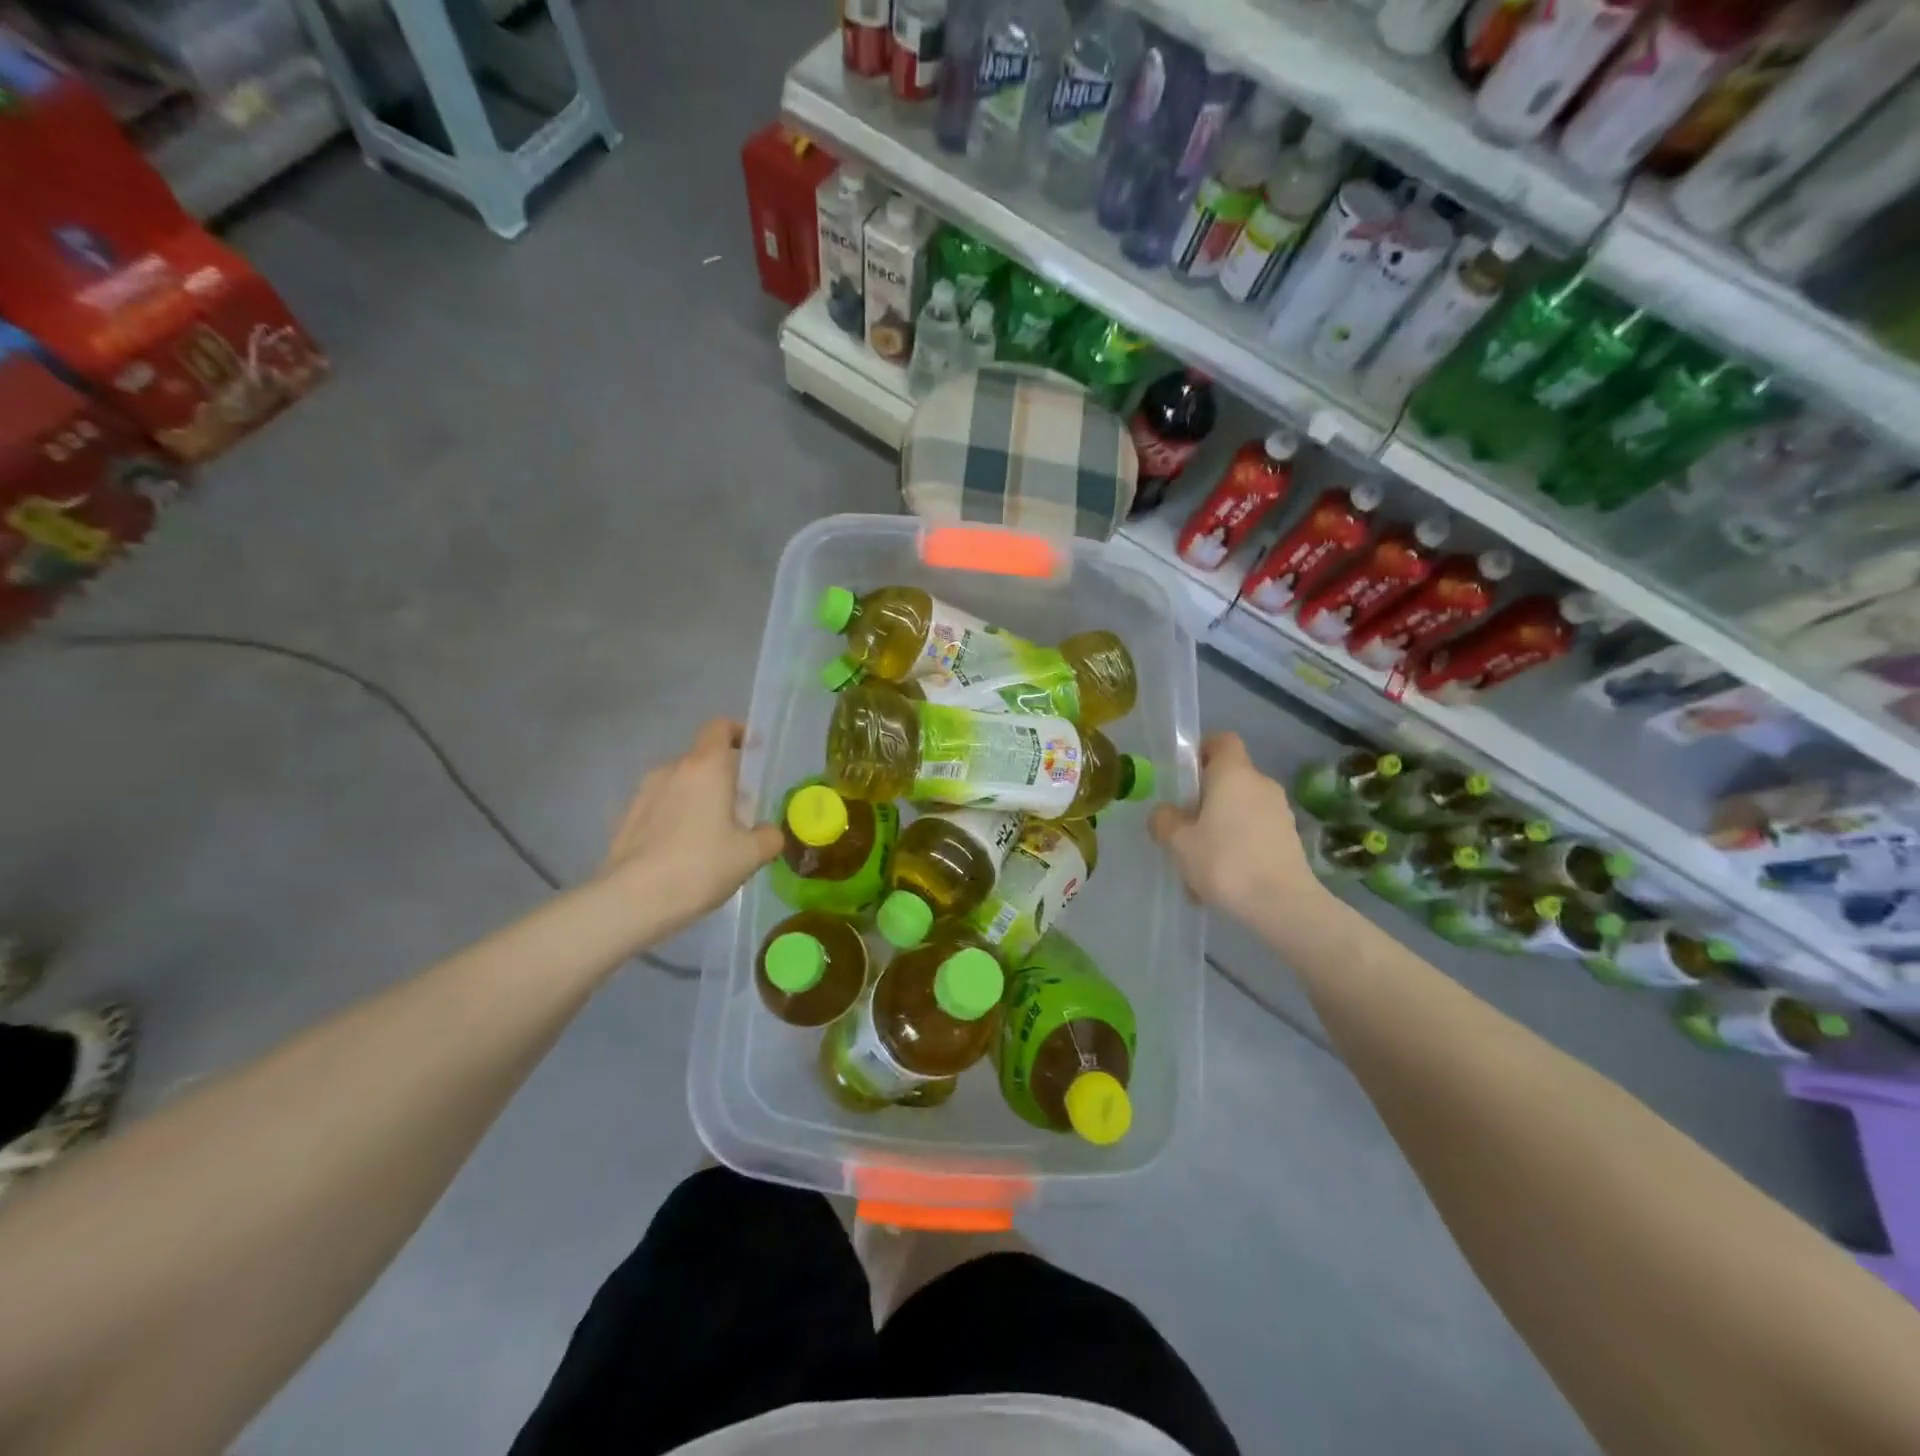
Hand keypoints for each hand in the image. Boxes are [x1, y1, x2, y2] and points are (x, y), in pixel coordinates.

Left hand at [601, 719, 781, 937]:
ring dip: (697, 799)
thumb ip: (769, 836)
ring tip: (710, 836)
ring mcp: (644, 792)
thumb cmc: (700, 866)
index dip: (738, 733)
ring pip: (680, 783)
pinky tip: (682, 852)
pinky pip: (660, 806)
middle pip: (702, 759)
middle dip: (722, 777)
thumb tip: (768, 831)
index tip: (752, 752)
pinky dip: (675, 818)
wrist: (632, 901)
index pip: (720, 728)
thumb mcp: (750, 855)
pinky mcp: (626, 817)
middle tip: (739, 811)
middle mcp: (672, 769)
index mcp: (706, 767)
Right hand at [1149, 732, 1323, 923]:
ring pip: (1240, 810)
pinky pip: (1254, 834)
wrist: (1282, 904)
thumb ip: (1165, 820)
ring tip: (1199, 867)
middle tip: (1183, 829)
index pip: (1222, 741)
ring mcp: (1280, 812)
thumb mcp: (1179, 842)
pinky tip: (1222, 882)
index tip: (1184, 775)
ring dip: (1219, 829)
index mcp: (1234, 773)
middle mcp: (1261, 784)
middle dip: (1204, 800)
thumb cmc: (1225, 861)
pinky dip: (1237, 848)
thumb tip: (1165, 813)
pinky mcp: (1289, 839)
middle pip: (1229, 779)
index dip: (1202, 750)